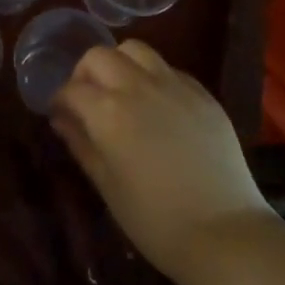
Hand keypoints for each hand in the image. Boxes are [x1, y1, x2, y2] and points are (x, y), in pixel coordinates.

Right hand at [50, 41, 270, 284]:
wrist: (225, 234)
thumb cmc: (155, 220)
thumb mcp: (107, 186)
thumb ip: (81, 144)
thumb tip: (62, 119)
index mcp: (108, 112)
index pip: (71, 89)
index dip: (60, 100)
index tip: (60, 114)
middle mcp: (138, 87)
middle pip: (100, 56)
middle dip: (86, 73)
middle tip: (88, 100)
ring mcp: (174, 85)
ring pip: (136, 50)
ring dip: (120, 64)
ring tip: (122, 93)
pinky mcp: (202, 93)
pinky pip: (169, 69)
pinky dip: (153, 77)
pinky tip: (158, 105)